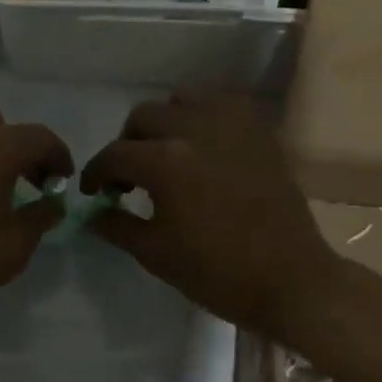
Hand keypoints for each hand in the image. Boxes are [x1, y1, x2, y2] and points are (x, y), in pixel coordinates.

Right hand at [80, 92, 337, 338]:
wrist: (289, 280)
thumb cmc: (217, 273)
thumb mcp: (155, 254)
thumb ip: (116, 225)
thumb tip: (92, 212)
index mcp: (166, 162)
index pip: (114, 155)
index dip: (95, 174)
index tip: (94, 193)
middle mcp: (196, 130)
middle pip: (143, 117)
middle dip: (127, 145)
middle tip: (130, 178)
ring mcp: (232, 125)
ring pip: (182, 101)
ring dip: (165, 124)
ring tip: (168, 155)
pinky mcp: (259, 131)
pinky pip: (221, 104)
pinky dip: (202, 117)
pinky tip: (203, 146)